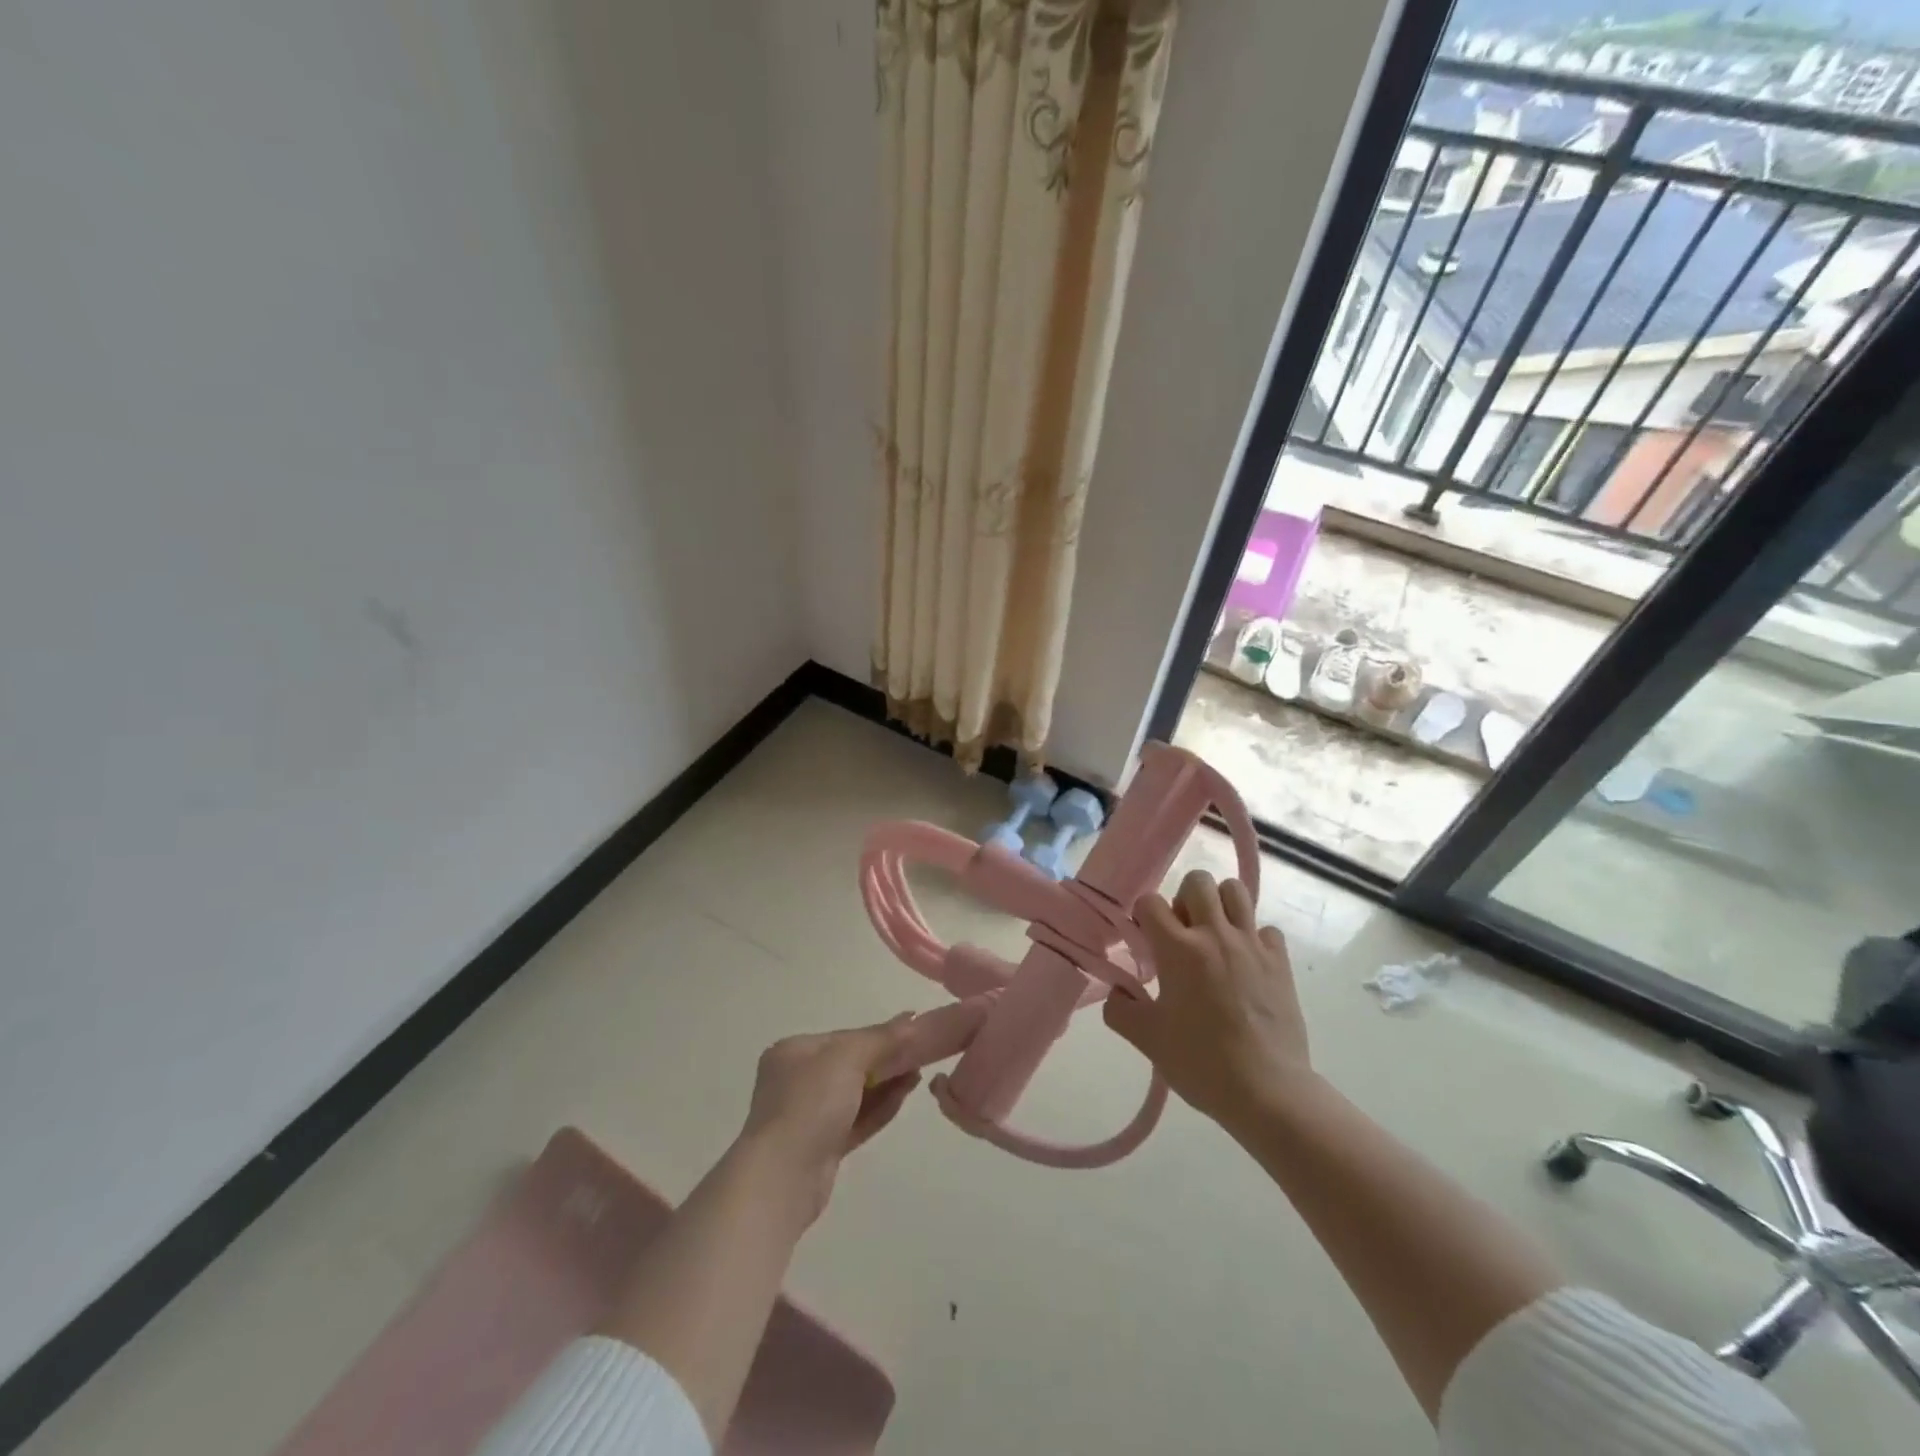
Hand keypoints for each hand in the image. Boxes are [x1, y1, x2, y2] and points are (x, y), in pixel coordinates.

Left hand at [734, 1016, 922, 1221]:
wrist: (783, 1178)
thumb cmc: (810, 1104)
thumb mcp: (847, 1058)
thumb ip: (881, 1038)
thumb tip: (911, 1017)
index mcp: (793, 1052)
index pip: (843, 1037)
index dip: (878, 1034)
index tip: (911, 1033)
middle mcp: (796, 1081)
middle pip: (850, 1064)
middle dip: (885, 1060)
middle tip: (920, 1056)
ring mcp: (808, 1116)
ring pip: (855, 1094)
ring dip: (886, 1084)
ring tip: (917, 1076)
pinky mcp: (821, 1147)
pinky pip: (855, 1120)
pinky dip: (879, 1108)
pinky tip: (903, 1098)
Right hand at [1104, 870, 1312, 1133]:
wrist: (1267, 1091)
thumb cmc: (1200, 1063)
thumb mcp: (1146, 1039)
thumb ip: (1119, 1009)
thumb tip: (1118, 991)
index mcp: (1178, 949)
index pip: (1150, 902)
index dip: (1142, 916)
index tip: (1145, 940)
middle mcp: (1214, 935)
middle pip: (1197, 881)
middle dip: (1183, 899)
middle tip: (1182, 934)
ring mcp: (1251, 944)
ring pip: (1235, 891)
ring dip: (1220, 905)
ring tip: (1214, 936)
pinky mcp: (1280, 961)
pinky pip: (1266, 928)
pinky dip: (1254, 938)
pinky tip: (1246, 964)